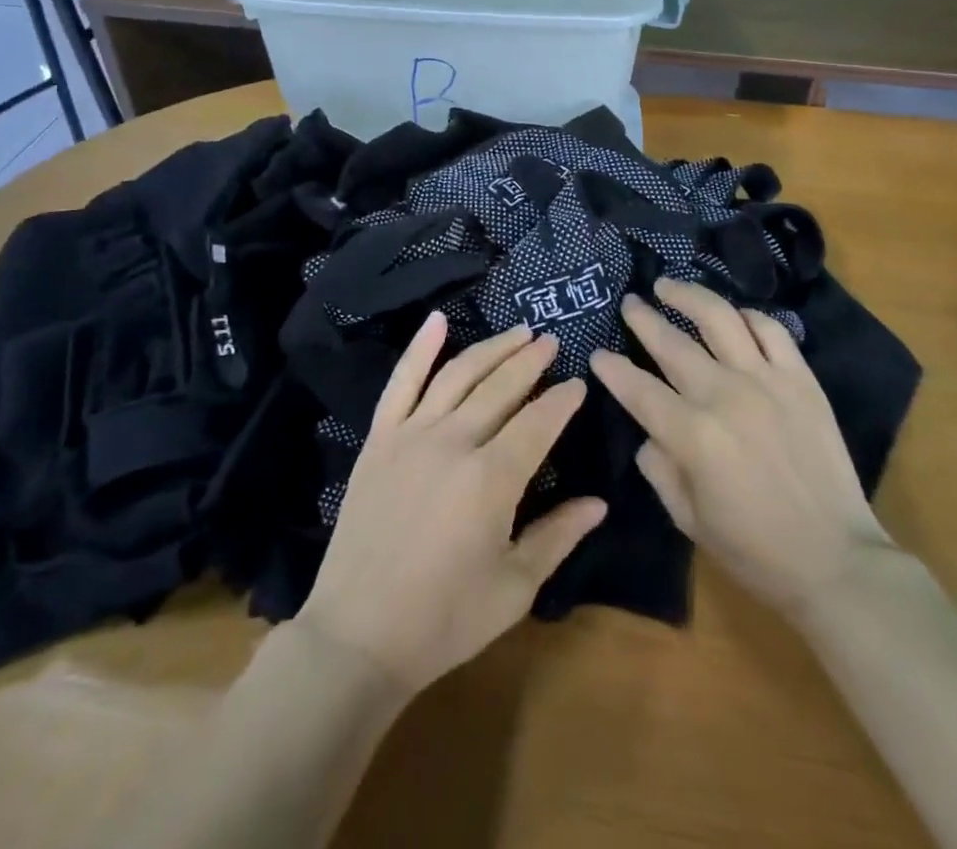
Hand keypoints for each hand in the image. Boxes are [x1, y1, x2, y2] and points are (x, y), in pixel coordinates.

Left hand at [295, 314, 606, 695]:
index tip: (579, 383)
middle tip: (553, 342)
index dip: (563, 400)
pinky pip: (401, 381)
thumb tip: (599, 501)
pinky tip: (438, 320)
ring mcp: (411, 435)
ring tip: (519, 332)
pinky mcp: (379, 439)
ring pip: (459, 375)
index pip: (538, 422)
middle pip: (502, 387)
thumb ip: (558, 536)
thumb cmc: (444, 619)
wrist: (358, 635)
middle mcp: (454, 442)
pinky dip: (420, 347)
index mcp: (492, 479)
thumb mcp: (514, 588)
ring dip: (492, 348)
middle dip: (532, 361)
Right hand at [590, 278, 897, 622]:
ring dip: (688, 296)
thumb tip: (651, 433)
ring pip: (719, 318)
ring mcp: (766, 380)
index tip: (598, 354)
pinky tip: (733, 315)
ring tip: (668, 286)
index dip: (613, 369)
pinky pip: (770, 331)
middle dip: (642, 319)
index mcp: (691, 435)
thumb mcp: (688, 518)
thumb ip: (659, 468)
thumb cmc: (754, 548)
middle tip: (629, 302)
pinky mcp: (801, 379)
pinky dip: (747, 316)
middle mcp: (723, 395)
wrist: (835, 559)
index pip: (638, 389)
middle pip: (672, 343)